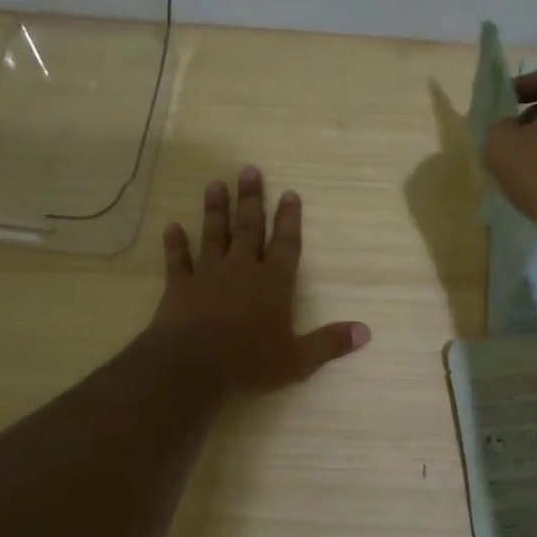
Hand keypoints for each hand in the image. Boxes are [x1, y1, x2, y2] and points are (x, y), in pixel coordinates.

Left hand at [149, 167, 370, 392]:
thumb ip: (329, 343)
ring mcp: (208, 274)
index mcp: (274, 283)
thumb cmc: (249, 362)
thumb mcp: (298, 360)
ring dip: (215, 209)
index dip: (289, 219)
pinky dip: (174, 243)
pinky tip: (171, 226)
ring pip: (214, 234)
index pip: (286, 244)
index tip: (289, 193)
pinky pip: (177, 260)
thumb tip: (365, 332)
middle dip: (252, 199)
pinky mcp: (179, 286)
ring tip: (216, 183)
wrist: (191, 366)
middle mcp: (242, 270)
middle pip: (249, 228)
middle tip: (249, 170)